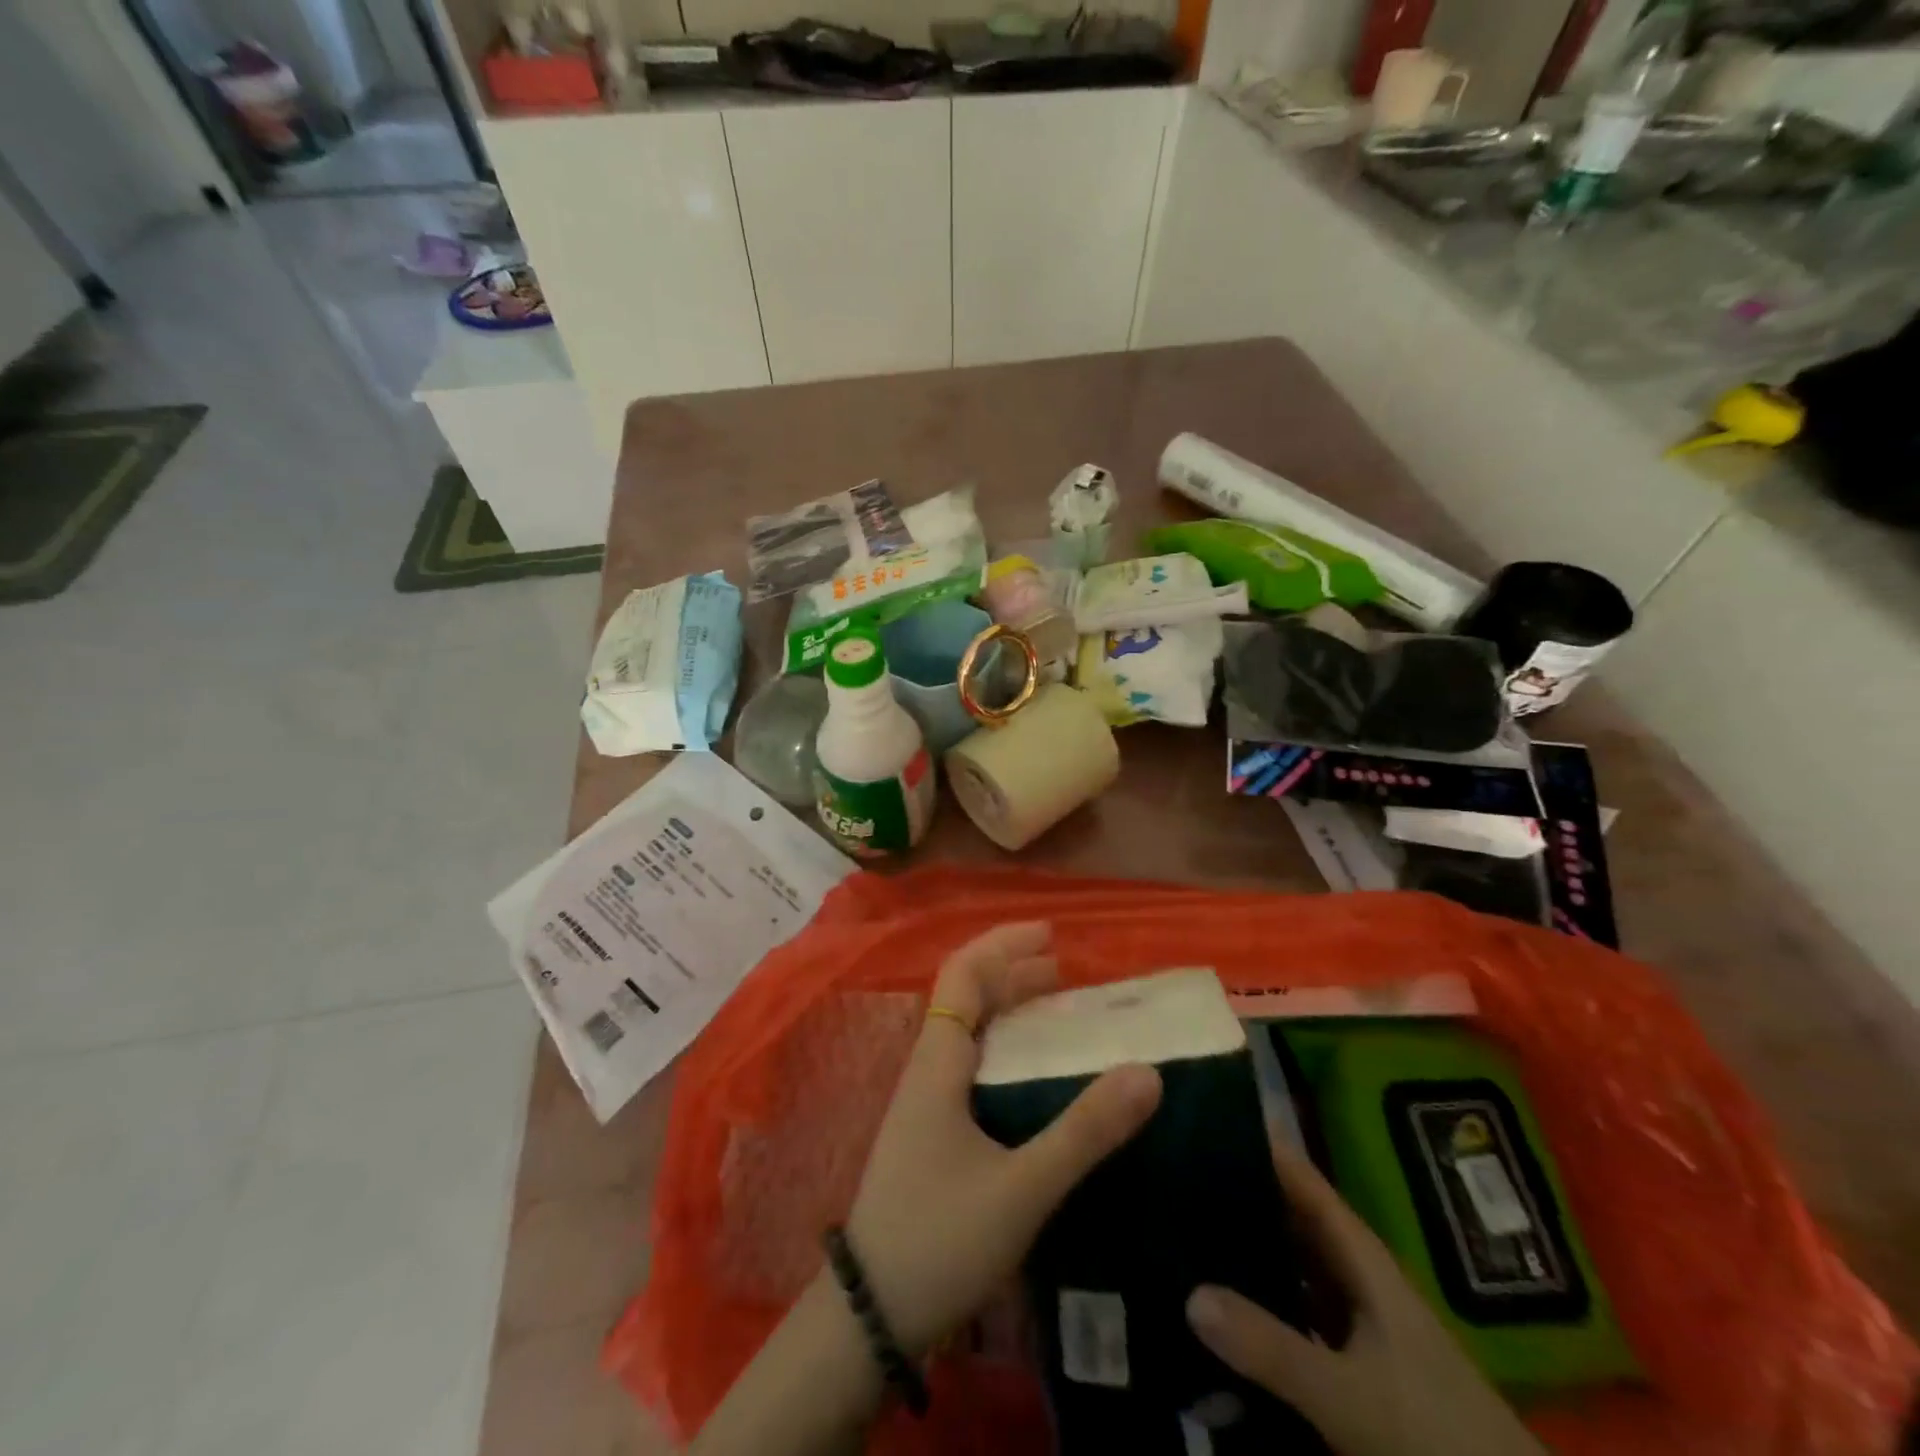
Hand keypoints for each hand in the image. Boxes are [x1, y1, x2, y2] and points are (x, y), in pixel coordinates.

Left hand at [844, 922, 1162, 1355]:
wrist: (869, 1315)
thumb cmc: (939, 1240)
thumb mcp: (1022, 1188)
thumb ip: (1084, 1131)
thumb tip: (1147, 1072)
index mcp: (938, 1061)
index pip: (963, 975)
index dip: (1003, 945)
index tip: (1050, 935)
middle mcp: (927, 1068)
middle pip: (965, 996)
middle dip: (1012, 971)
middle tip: (1065, 969)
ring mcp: (924, 1101)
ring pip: (967, 1031)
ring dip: (1007, 1008)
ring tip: (1056, 1007)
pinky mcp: (930, 1132)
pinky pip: (969, 1065)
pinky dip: (1003, 1047)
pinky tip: (1031, 1074)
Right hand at [1186, 1142, 1544, 1455]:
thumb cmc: (1435, 1433)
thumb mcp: (1350, 1395)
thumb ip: (1272, 1348)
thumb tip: (1189, 1293)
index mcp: (1359, 1255)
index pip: (1299, 1177)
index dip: (1254, 1143)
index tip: (1196, 1118)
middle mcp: (1354, 1274)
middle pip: (1288, 1216)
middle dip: (1235, 1192)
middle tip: (1168, 1172)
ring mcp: (1354, 1319)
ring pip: (1288, 1265)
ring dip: (1244, 1248)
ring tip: (1177, 1225)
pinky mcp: (1352, 1362)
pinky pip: (1292, 1313)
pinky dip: (1258, 1302)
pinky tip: (1217, 1306)